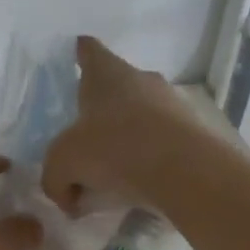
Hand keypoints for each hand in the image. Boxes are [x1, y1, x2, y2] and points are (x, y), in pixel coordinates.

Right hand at [42, 36, 197, 213]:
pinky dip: (149, 158)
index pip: (89, 51)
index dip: (80, 53)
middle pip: (117, 85)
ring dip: (127, 136)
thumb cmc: (113, 149)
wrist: (184, 170)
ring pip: (142, 114)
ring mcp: (172, 103)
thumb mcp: (64, 165)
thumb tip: (66, 198)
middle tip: (85, 136)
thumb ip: (55, 180)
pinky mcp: (194, 131)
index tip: (76, 56)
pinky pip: (162, 141)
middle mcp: (142, 79)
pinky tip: (138, 185)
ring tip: (112, 171)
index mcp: (107, 74)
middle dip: (102, 108)